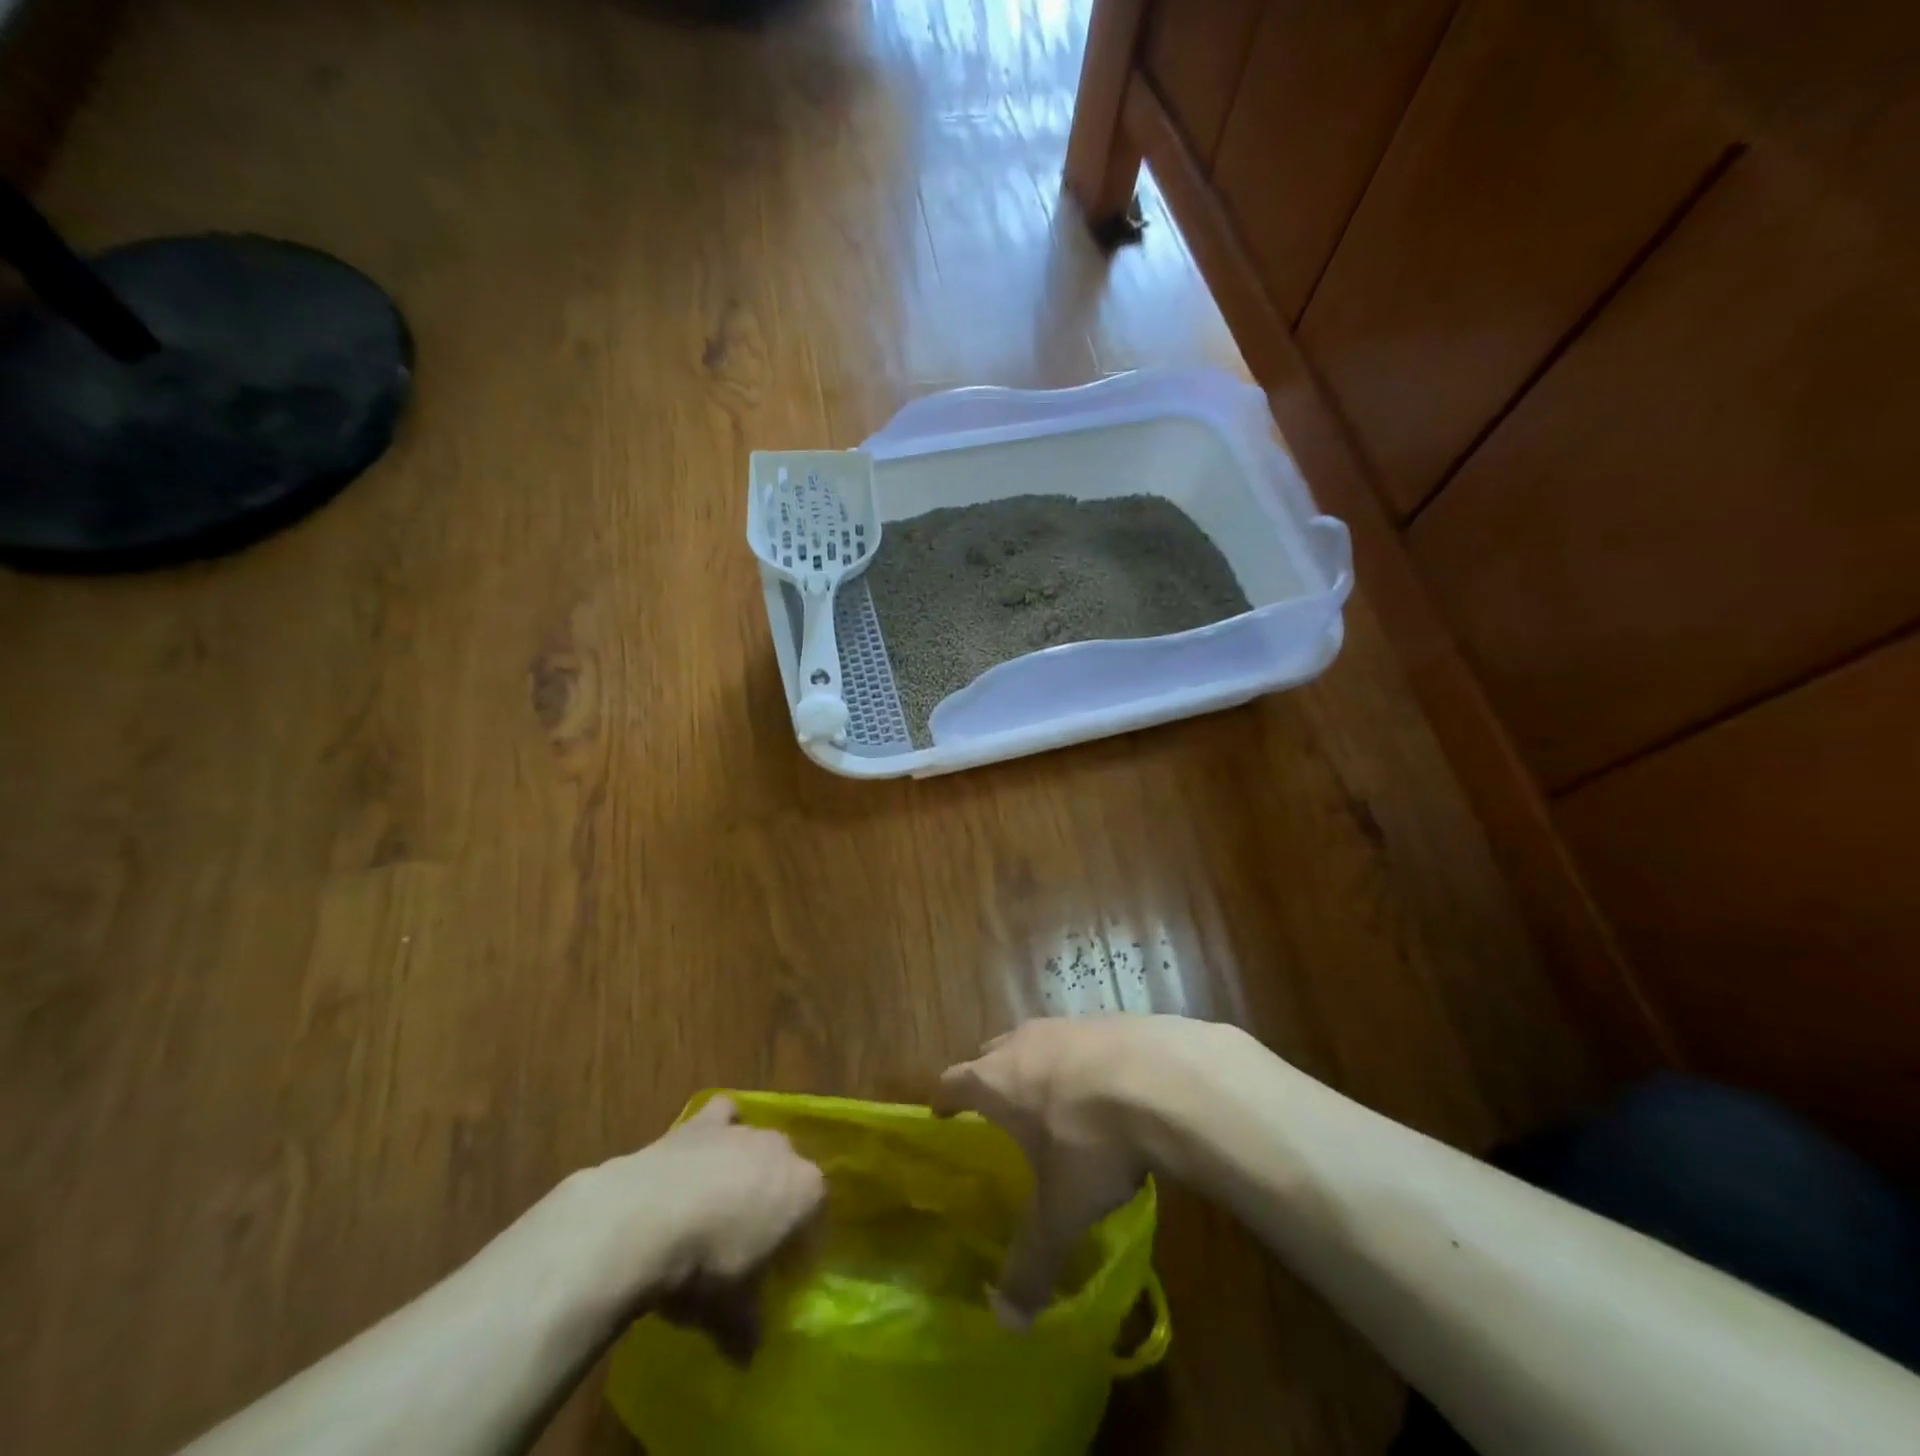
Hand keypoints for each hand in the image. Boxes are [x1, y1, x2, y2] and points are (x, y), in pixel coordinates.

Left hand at [515, 1096, 824, 1359]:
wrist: (643, 1220)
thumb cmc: (702, 1269)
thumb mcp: (729, 1315)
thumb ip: (747, 1330)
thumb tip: (747, 1355)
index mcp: (805, 1191)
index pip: (816, 1218)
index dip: (799, 1249)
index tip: (778, 1278)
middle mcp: (783, 1150)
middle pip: (789, 1177)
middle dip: (775, 1206)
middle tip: (748, 1248)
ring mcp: (743, 1129)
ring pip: (758, 1147)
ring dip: (747, 1172)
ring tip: (720, 1209)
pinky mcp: (703, 1121)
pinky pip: (724, 1115)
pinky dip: (719, 1128)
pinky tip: (705, 1154)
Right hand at [935, 1015, 1212, 1321]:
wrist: (1165, 1079)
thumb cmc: (1094, 1142)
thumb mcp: (1062, 1211)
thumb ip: (1031, 1262)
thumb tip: (1006, 1322)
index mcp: (998, 1081)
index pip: (954, 1082)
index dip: (944, 1098)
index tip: (940, 1112)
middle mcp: (1025, 1042)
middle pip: (992, 1053)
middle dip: (989, 1078)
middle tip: (997, 1110)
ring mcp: (1068, 1025)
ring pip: (1037, 1040)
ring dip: (1037, 1065)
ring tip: (1052, 1098)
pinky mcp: (1110, 1018)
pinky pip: (1081, 1038)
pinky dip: (1082, 1059)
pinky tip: (1106, 1086)